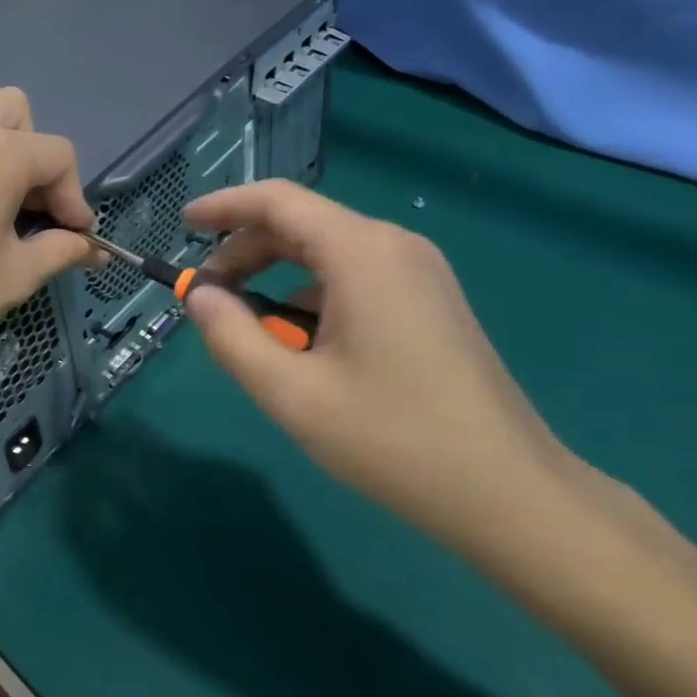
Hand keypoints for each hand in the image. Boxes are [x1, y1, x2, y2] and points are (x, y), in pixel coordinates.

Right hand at [181, 180, 580, 557]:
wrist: (512, 494)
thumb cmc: (394, 440)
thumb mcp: (292, 393)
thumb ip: (231, 336)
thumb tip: (199, 296)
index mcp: (361, 252)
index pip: (276, 201)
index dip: (223, 206)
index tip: (184, 224)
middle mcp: (392, 245)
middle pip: (300, 224)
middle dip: (244, 250)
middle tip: (207, 294)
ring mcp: (418, 270)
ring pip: (326, 251)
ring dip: (276, 274)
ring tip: (249, 326)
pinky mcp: (430, 298)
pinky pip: (354, 275)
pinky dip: (311, 293)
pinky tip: (301, 344)